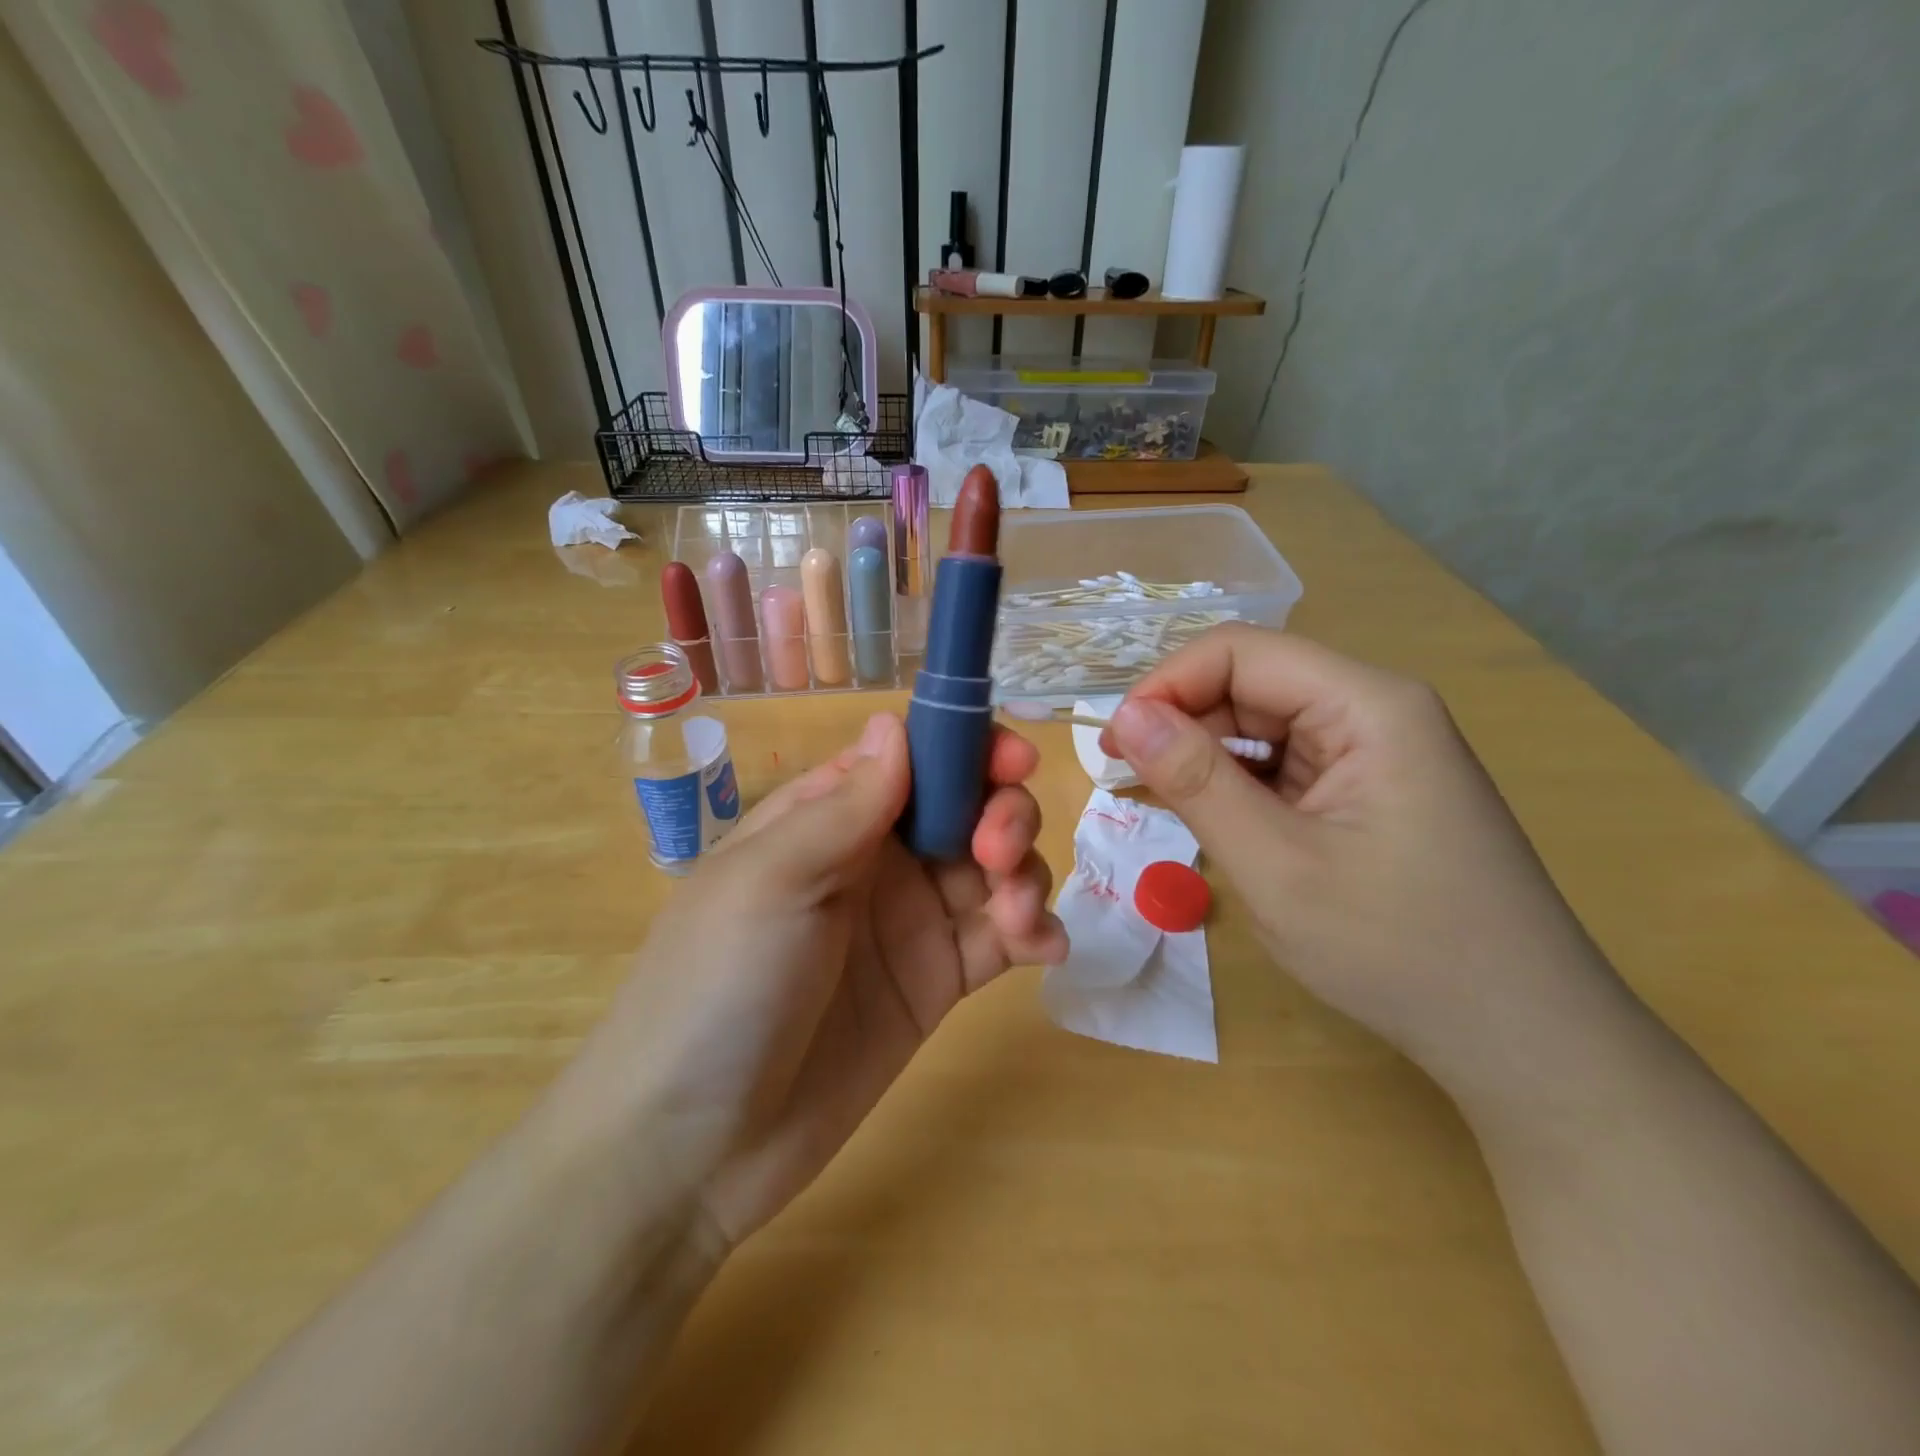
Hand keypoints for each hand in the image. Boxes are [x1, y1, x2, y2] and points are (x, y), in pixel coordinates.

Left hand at [555, 712, 1065, 1249]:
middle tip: (999, 854)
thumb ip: (845, 805)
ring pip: (994, 868)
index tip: (1013, 761)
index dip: (967, 746)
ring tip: (1017, 918)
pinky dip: (1035, 931)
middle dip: (1002, 812)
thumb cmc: (718, 987)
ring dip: (1025, 874)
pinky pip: (1002, 938)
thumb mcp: (771, 880)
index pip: (912, 757)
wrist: (695, 1147)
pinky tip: (1044, 949)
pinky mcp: (937, 983)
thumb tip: (895, 722)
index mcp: (828, 818)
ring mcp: (910, 923)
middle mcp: (875, 860)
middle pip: (965, 806)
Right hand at [1101, 625, 1616, 1087]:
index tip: (1116, 743)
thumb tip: (1126, 715)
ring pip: (1262, 725)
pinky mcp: (1367, 790)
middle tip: (1124, 780)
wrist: (1521, 1038)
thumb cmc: (1400, 950)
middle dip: (1181, 722)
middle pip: (1251, 683)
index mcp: (1368, 705)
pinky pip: (1283, 765)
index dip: (1167, 684)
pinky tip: (1210, 819)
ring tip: (1159, 803)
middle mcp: (1374, 710)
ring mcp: (1374, 751)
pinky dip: (1235, 786)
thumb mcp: (1277, 866)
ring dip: (1204, 757)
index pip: (1241, 651)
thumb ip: (1197, 782)